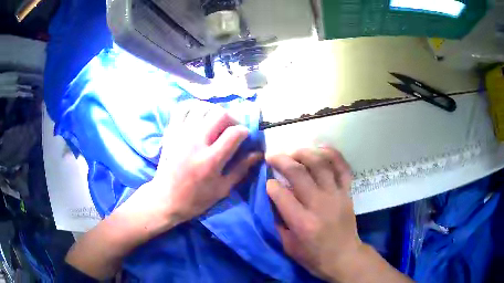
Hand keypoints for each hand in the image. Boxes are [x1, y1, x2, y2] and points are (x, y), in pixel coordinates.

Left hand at [134, 100, 262, 226]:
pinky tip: (198, 118)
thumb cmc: (195, 199)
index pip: (234, 132)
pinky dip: (193, 109)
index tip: (245, 137)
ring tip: (215, 124)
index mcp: (210, 160)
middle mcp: (196, 142)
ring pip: (202, 107)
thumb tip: (257, 154)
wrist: (165, 199)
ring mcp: (181, 135)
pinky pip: (182, 109)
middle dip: (232, 119)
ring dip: (213, 113)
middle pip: (220, 114)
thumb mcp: (222, 189)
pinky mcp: (171, 133)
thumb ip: (240, 169)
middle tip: (231, 130)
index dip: (245, 131)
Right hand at [266, 147, 359, 280]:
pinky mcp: (347, 192)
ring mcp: (336, 196)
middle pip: (298, 173)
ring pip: (320, 164)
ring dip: (304, 153)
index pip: (282, 195)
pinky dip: (332, 154)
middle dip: (281, 160)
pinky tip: (321, 148)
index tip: (268, 181)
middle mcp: (319, 205)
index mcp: (302, 223)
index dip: (271, 185)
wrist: (345, 257)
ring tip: (293, 151)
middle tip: (271, 156)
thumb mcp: (289, 246)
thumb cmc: (314, 256)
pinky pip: (342, 167)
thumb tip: (273, 198)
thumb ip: (279, 222)